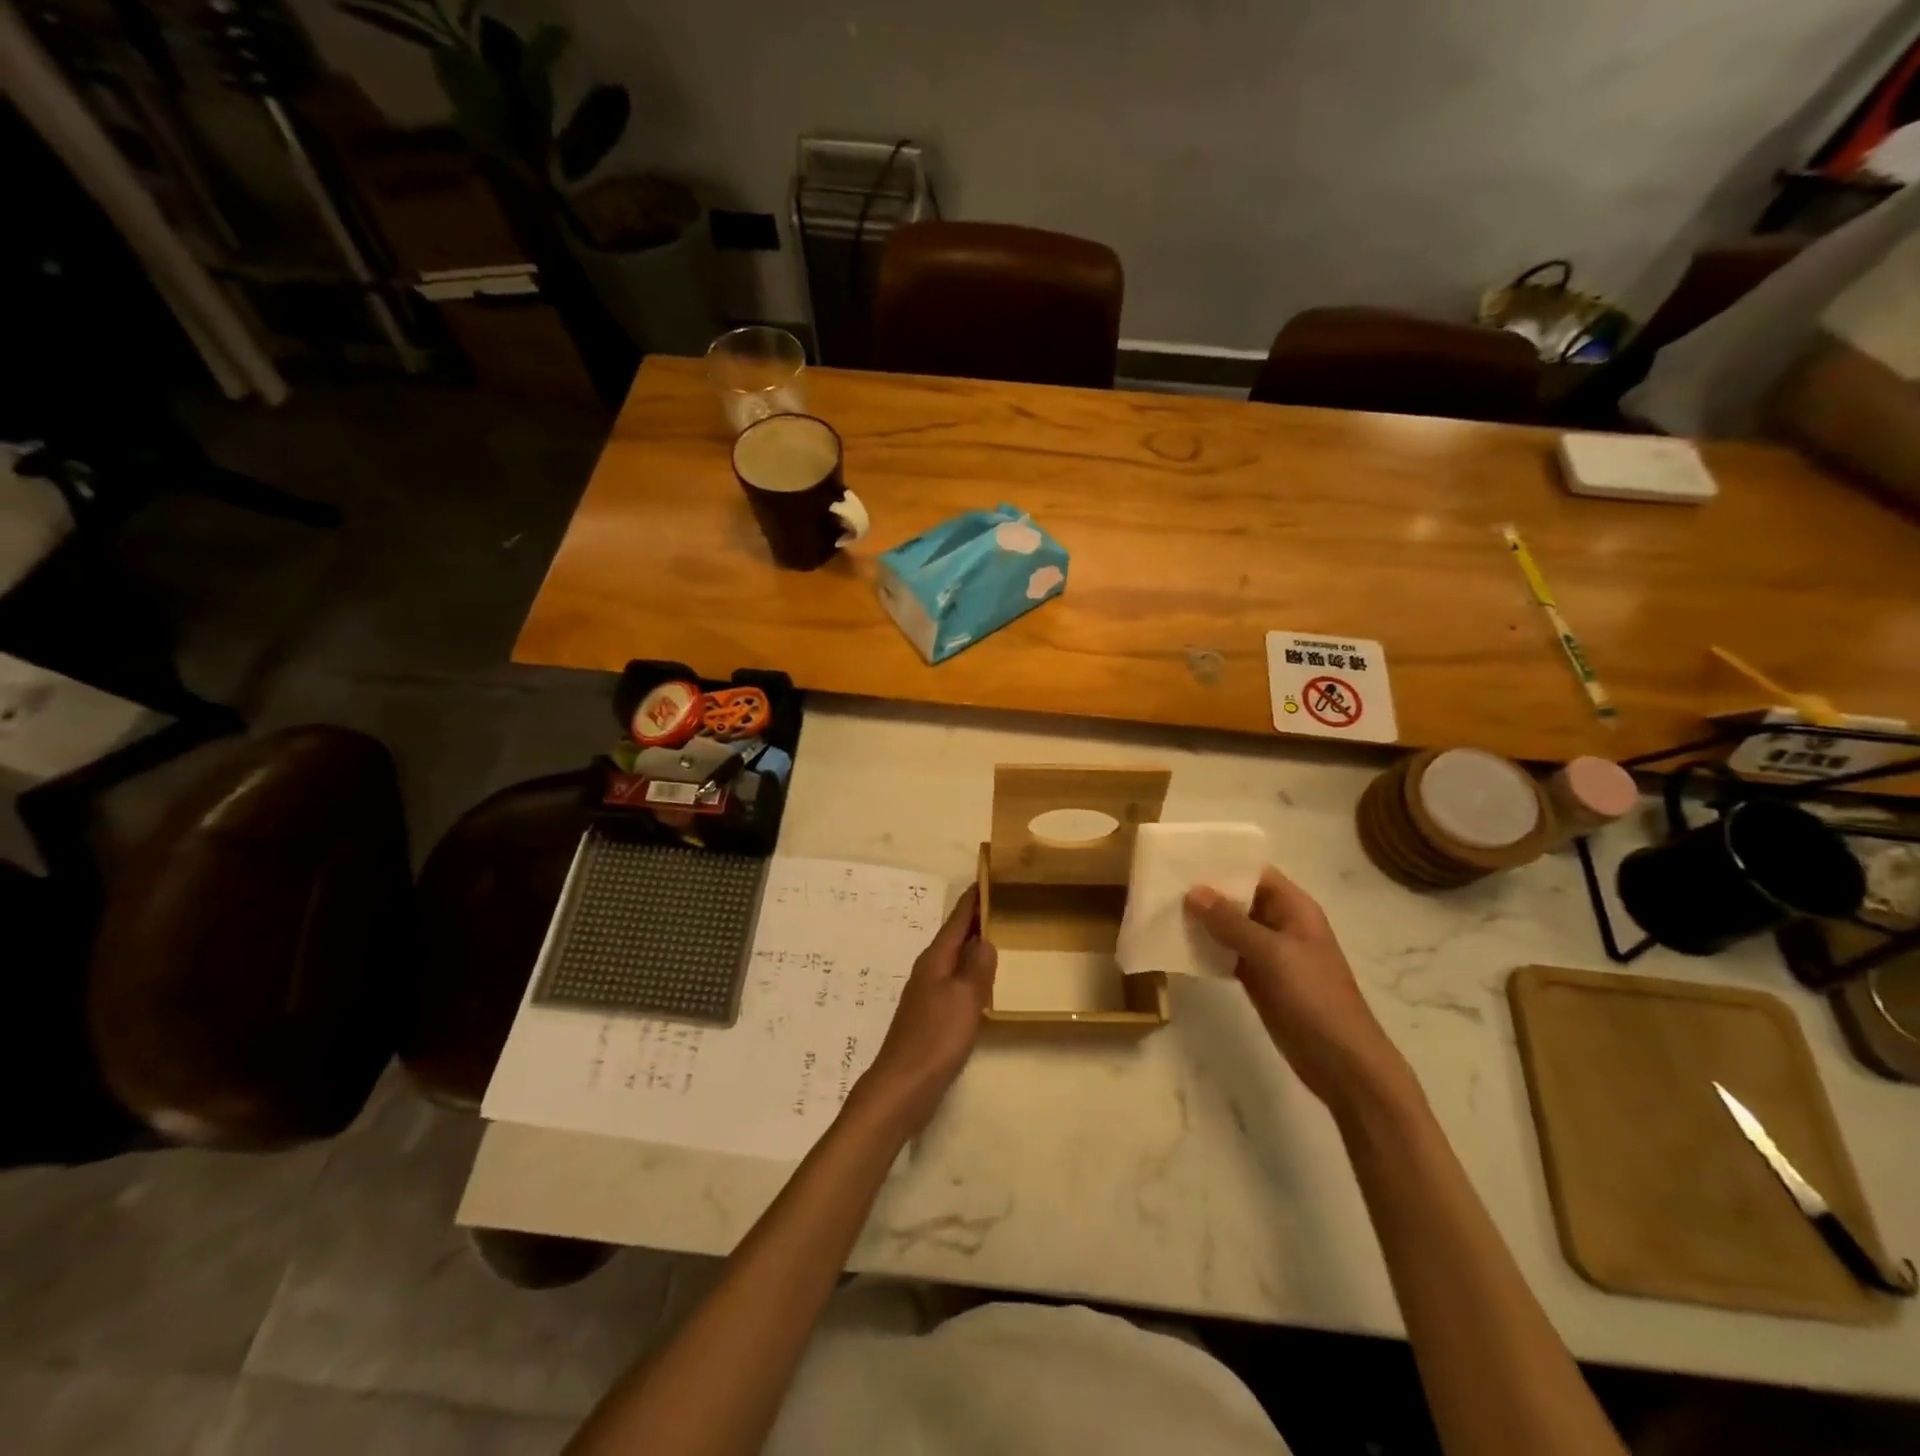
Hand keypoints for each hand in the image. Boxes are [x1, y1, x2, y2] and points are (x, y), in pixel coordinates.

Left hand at [854, 885, 996, 1135]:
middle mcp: (929, 970)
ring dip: (974, 947)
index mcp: (935, 960)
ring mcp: (927, 994)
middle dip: (975, 920)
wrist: (903, 1086)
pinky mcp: (930, 1017)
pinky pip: (955, 983)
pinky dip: (971, 973)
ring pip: (955, 960)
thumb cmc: (936, 1038)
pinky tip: (984, 983)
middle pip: (955, 937)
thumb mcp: (965, 999)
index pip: (957, 920)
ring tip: (1000, 937)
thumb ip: (977, 967)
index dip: (972, 899)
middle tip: (1003, 905)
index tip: (988, 878)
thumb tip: (985, 939)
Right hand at [1186, 867, 1411, 1114]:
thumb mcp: (1273, 954)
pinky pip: (1226, 953)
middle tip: (1162, 882)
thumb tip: (1193, 891)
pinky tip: (1176, 944)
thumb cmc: (1314, 998)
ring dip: (1201, 919)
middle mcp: (1280, 923)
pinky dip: (1205, 948)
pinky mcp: (1257, 978)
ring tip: (1161, 908)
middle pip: (1238, 897)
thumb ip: (1232, 922)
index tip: (1183, 857)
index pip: (1254, 872)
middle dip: (1204, 890)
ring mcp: (1268, 952)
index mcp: (1294, 908)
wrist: (1341, 1062)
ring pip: (1229, 925)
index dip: (1222, 862)